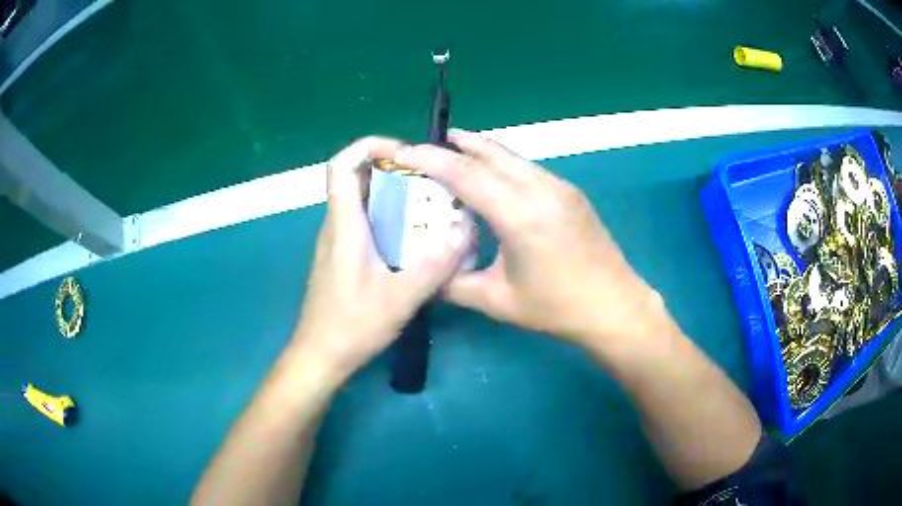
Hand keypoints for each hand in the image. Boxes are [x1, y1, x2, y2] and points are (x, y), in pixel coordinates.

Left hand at [293, 137, 469, 383]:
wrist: (321, 354)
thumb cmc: (352, 325)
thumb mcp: (400, 298)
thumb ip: (434, 265)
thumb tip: (464, 233)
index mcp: (344, 224)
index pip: (341, 165)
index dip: (367, 145)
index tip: (403, 151)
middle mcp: (336, 225)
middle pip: (356, 177)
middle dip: (391, 168)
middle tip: (429, 179)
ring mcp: (337, 241)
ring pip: (361, 200)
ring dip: (392, 194)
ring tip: (429, 205)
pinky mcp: (341, 256)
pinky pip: (364, 222)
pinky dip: (388, 217)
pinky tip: (413, 239)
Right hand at [394, 130, 665, 349]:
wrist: (614, 306)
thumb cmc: (557, 308)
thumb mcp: (497, 301)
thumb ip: (453, 283)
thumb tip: (425, 272)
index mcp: (521, 216)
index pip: (466, 174)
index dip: (430, 160)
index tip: (404, 152)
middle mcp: (541, 190)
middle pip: (489, 154)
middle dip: (454, 145)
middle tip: (424, 146)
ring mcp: (560, 187)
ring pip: (511, 157)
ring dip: (479, 151)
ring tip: (453, 152)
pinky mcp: (570, 192)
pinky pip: (527, 168)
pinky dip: (501, 164)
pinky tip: (492, 177)